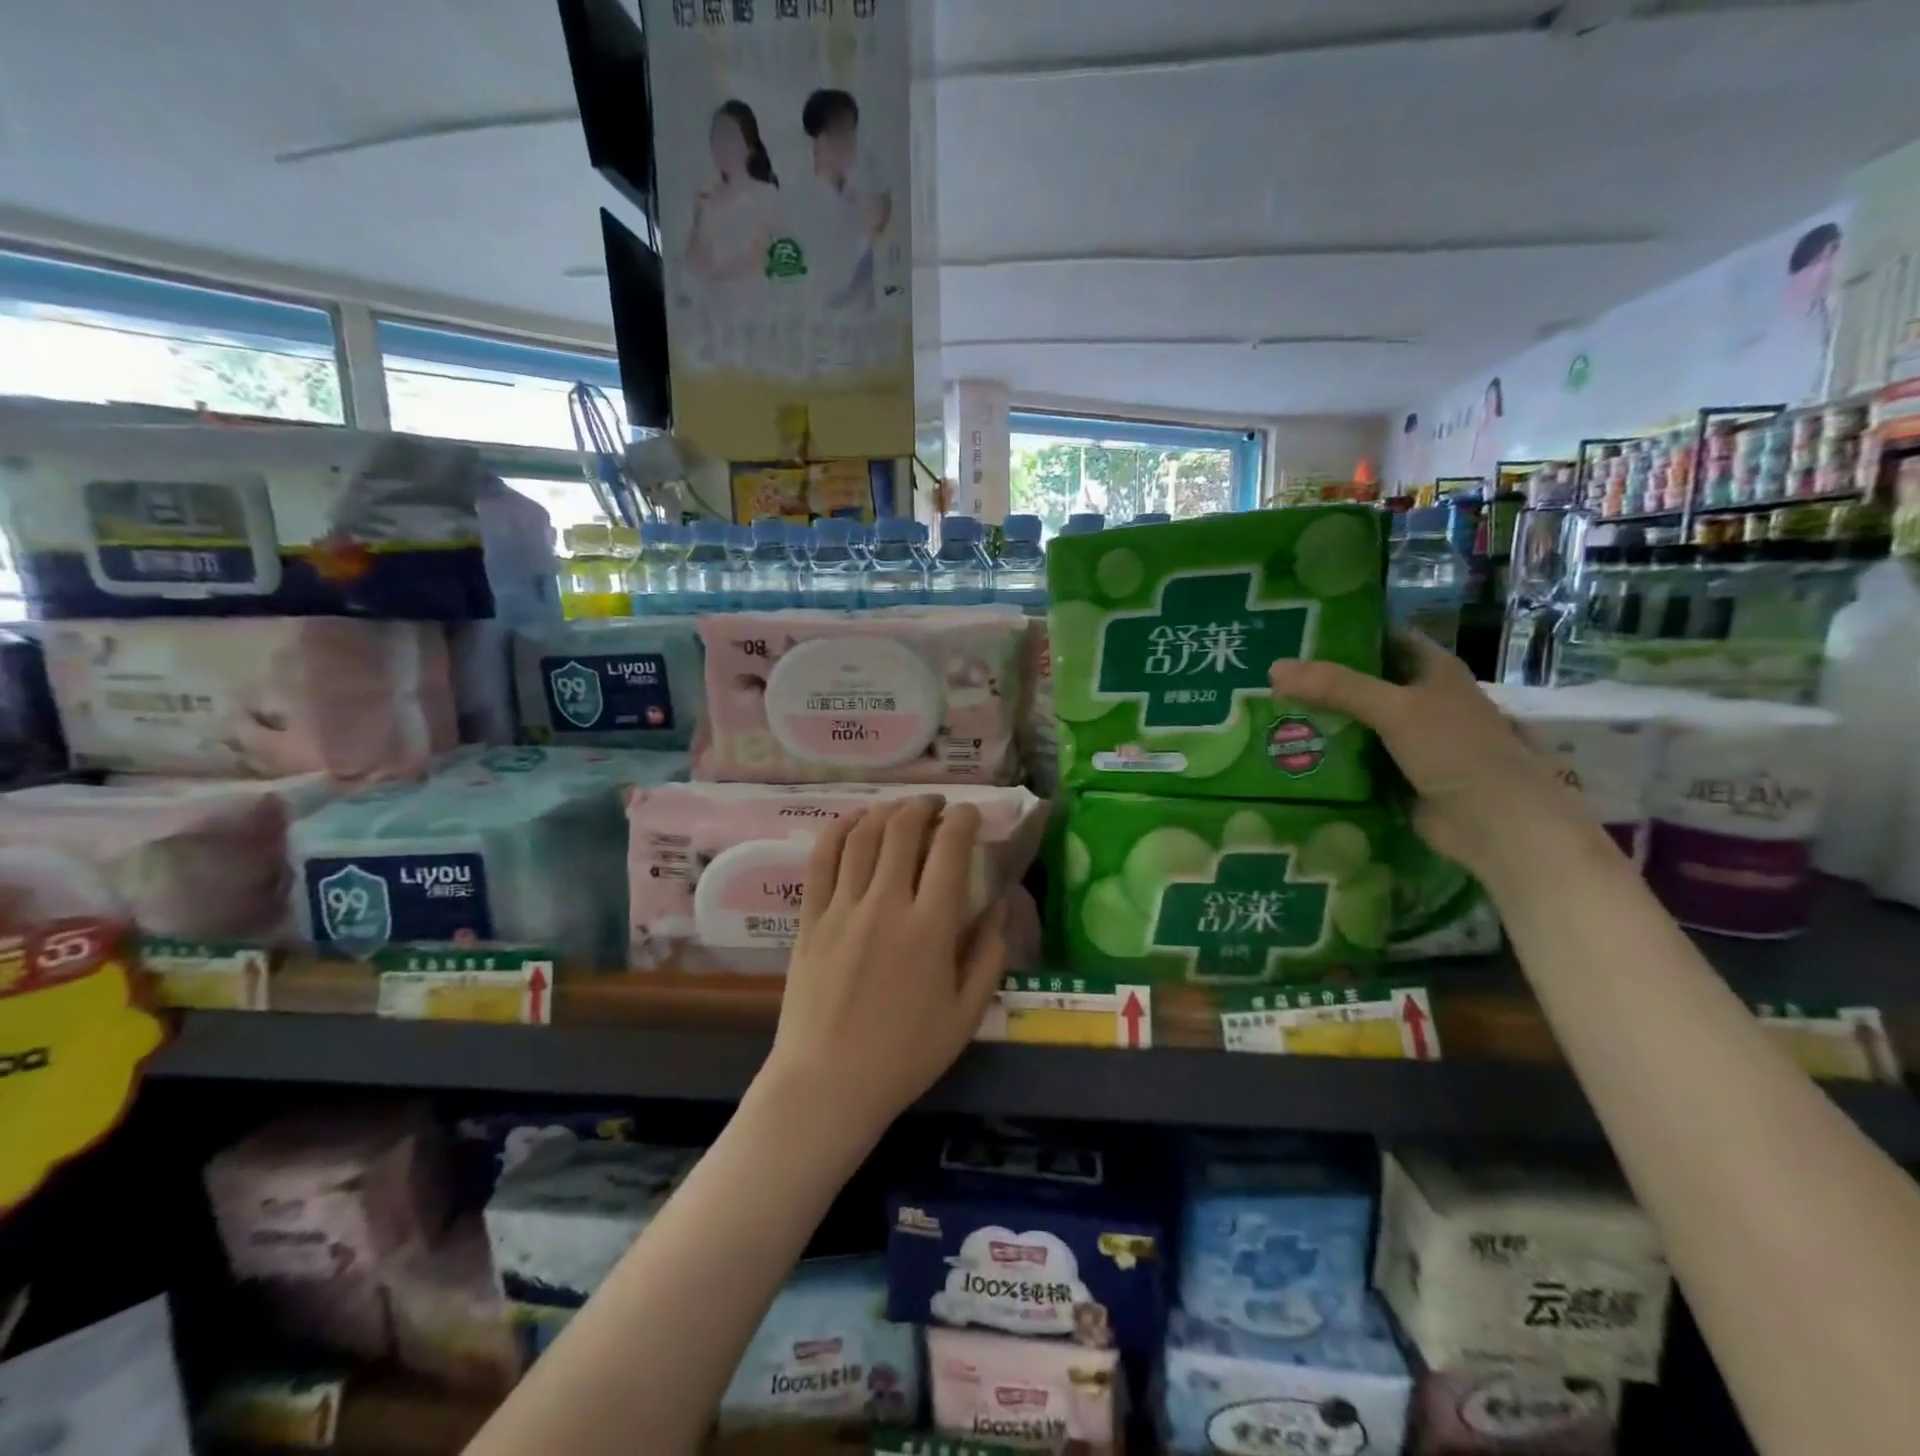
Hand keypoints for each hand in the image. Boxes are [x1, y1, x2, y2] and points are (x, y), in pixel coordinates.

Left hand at [759, 797, 1009, 1142]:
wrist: (827, 1084)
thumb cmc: (905, 1055)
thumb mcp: (966, 1014)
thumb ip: (989, 955)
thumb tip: (1000, 906)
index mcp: (930, 928)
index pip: (950, 850)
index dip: (963, 820)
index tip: (970, 814)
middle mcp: (886, 904)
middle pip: (903, 829)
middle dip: (925, 807)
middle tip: (937, 807)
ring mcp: (842, 908)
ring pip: (864, 835)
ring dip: (886, 810)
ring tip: (901, 809)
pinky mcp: (810, 917)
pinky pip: (822, 858)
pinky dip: (839, 829)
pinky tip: (854, 820)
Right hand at [1268, 633, 1589, 878]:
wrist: (1495, 824)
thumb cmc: (1456, 751)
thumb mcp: (1395, 708)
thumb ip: (1335, 687)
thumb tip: (1273, 668)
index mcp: (1433, 671)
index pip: (1384, 638)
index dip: (1346, 633)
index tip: (1298, 633)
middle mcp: (1421, 700)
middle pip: (1363, 681)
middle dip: (1321, 680)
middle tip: (1269, 676)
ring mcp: (1408, 740)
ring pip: (1355, 721)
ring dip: (1320, 719)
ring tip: (1267, 709)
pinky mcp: (1396, 774)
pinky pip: (1354, 757)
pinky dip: (1328, 754)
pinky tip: (1290, 750)